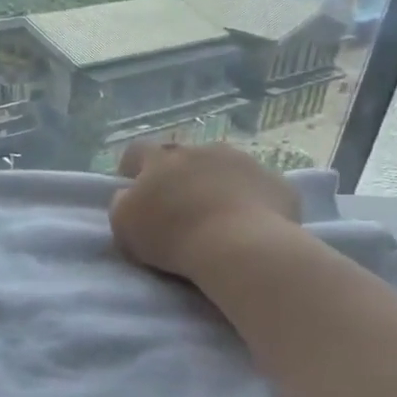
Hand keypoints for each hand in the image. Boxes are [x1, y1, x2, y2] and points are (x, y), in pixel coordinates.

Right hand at [109, 141, 303, 282]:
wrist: (241, 247)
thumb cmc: (173, 236)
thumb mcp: (124, 225)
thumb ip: (121, 203)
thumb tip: (127, 195)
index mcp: (162, 158)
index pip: (138, 150)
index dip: (132, 168)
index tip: (134, 189)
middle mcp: (202, 150)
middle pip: (184, 156)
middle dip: (179, 175)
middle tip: (179, 206)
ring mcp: (244, 161)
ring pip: (224, 166)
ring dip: (216, 183)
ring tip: (217, 216)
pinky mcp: (276, 181)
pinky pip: (257, 186)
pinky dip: (250, 199)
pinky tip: (249, 225)